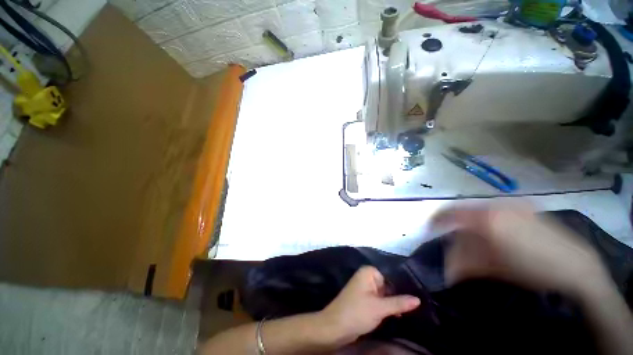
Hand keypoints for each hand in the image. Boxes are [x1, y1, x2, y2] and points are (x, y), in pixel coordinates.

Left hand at [316, 266, 420, 346]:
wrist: (336, 327)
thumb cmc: (357, 312)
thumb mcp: (380, 308)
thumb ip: (399, 303)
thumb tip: (418, 299)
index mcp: (368, 272)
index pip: (390, 275)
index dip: (402, 286)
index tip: (418, 295)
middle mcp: (367, 277)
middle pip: (388, 285)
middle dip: (399, 295)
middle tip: (418, 305)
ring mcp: (366, 289)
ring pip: (385, 294)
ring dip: (395, 303)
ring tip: (412, 311)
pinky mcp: (366, 300)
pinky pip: (380, 300)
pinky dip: (388, 307)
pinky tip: (400, 314)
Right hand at [433, 203, 610, 295]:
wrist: (575, 268)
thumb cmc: (531, 269)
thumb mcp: (492, 267)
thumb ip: (463, 261)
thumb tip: (444, 265)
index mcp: (487, 218)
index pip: (450, 213)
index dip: (437, 219)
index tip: (430, 227)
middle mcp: (497, 206)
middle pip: (464, 211)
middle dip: (455, 224)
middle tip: (453, 237)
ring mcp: (513, 205)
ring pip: (480, 210)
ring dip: (471, 222)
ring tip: (473, 238)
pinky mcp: (526, 208)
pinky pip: (496, 210)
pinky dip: (488, 220)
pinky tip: (493, 234)